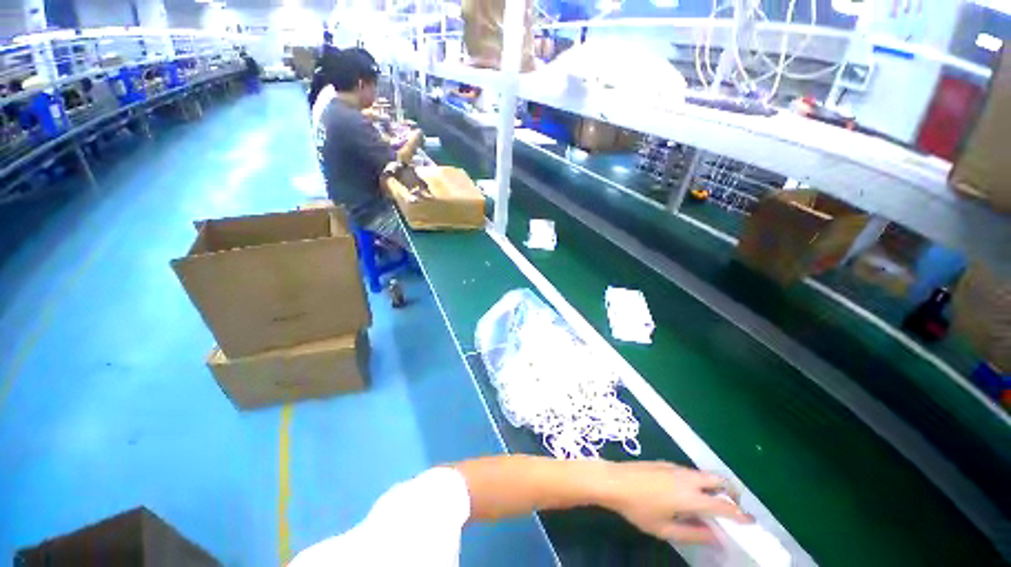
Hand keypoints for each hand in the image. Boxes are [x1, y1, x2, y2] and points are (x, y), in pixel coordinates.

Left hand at [599, 462, 752, 542]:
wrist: (614, 480)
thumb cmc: (638, 509)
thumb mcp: (665, 529)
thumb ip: (693, 534)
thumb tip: (717, 537)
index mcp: (689, 497)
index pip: (723, 505)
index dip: (740, 514)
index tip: (751, 522)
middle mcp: (686, 478)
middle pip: (718, 479)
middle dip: (732, 492)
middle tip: (735, 508)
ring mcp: (675, 467)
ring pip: (704, 474)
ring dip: (715, 485)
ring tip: (714, 502)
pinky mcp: (665, 463)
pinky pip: (690, 471)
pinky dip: (700, 480)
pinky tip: (690, 492)